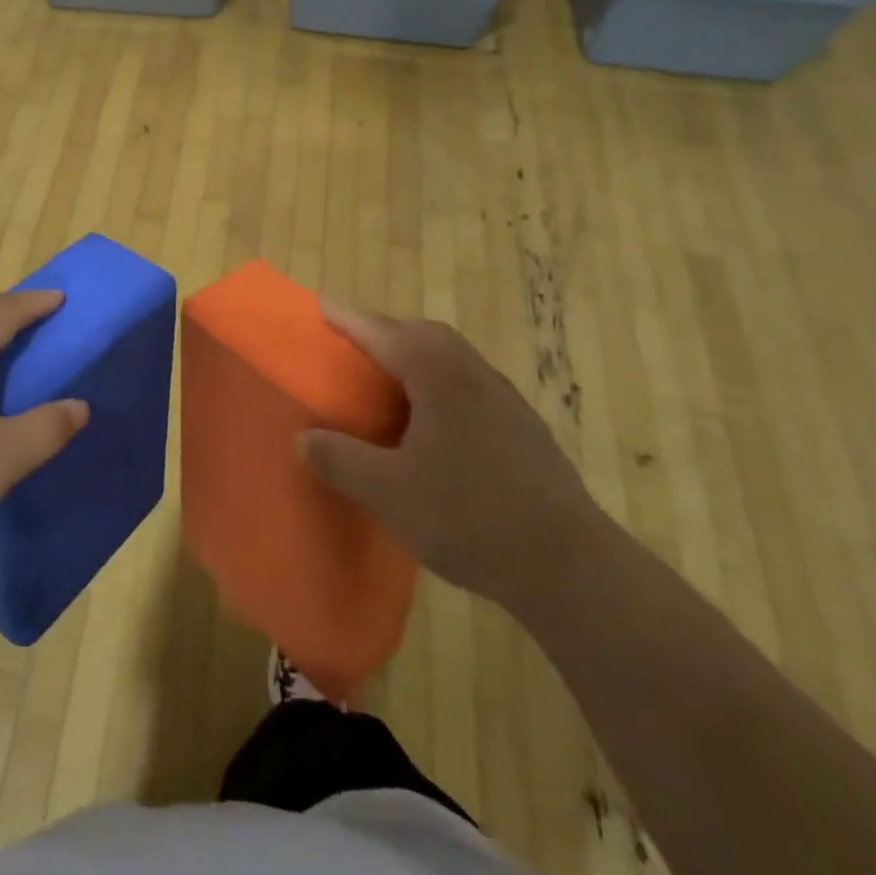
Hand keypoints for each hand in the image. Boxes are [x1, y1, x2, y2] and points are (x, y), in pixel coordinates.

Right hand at [298, 303, 606, 613]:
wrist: (571, 566)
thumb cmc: (471, 518)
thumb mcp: (390, 493)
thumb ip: (341, 460)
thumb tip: (304, 438)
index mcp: (439, 378)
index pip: (384, 334)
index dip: (350, 321)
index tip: (321, 308)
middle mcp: (474, 375)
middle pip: (424, 334)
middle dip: (386, 331)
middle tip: (353, 345)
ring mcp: (505, 400)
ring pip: (452, 357)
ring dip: (416, 354)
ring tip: (388, 379)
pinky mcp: (524, 428)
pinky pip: (470, 383)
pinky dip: (441, 381)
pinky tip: (432, 421)